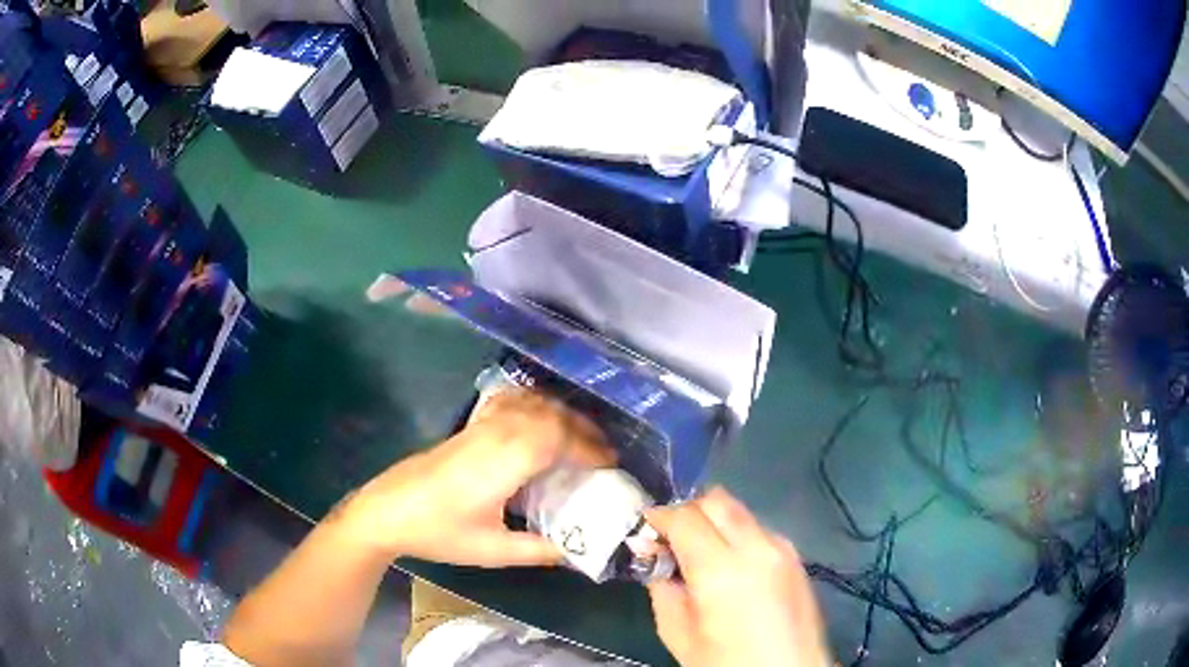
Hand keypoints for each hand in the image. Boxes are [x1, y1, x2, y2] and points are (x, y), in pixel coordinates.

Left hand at [334, 389, 615, 566]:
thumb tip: (576, 551)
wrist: (386, 511)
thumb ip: (538, 551)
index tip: (611, 463)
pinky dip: (535, 405)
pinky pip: (511, 403)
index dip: (589, 447)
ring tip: (581, 437)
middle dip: (583, 429)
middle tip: (604, 452)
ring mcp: (480, 426)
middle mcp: (495, 434)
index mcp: (503, 461)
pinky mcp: (469, 427)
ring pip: (531, 404)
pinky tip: (540, 419)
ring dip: (562, 415)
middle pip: (549, 414)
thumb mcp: (491, 551)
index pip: (557, 438)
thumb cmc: (438, 532)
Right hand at [646, 488, 830, 666]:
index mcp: (722, 570)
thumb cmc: (726, 663)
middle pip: (717, 500)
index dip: (659, 517)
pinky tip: (730, 567)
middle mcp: (757, 547)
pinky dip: (737, 535)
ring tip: (699, 554)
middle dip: (688, 510)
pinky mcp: (797, 557)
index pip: (685, 517)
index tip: (644, 531)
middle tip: (670, 539)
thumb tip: (652, 554)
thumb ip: (662, 588)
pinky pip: (760, 530)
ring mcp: (783, 549)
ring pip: (740, 511)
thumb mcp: (678, 634)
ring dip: (714, 521)